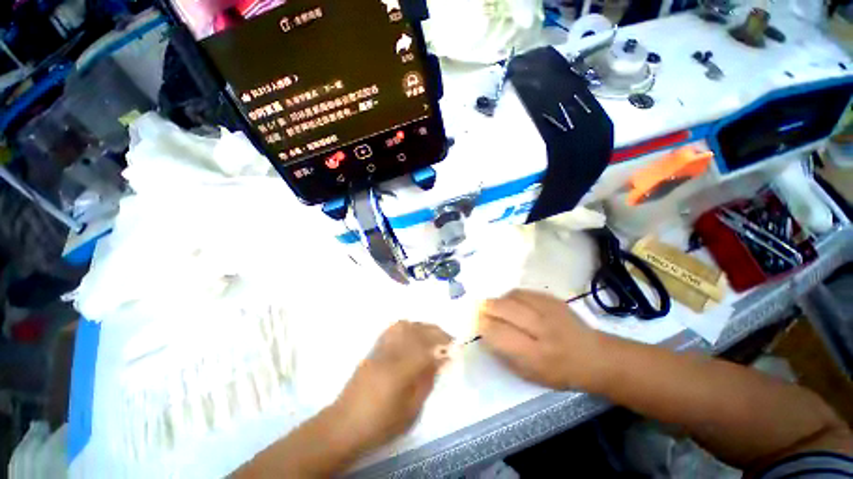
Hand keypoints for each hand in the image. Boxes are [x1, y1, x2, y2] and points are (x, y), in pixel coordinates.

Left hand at [330, 321, 451, 450]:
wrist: (346, 423)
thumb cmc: (381, 423)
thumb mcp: (411, 409)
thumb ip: (427, 381)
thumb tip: (441, 359)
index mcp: (401, 369)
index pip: (427, 347)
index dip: (443, 344)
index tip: (455, 346)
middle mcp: (391, 352)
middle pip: (417, 332)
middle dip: (436, 332)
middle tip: (448, 339)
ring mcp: (381, 347)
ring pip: (405, 326)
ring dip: (422, 327)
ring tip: (432, 335)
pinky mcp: (374, 348)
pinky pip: (393, 329)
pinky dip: (407, 326)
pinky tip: (413, 333)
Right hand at [477, 289, 605, 389]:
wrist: (593, 356)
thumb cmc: (558, 372)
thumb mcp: (528, 374)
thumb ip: (503, 353)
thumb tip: (483, 333)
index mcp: (535, 354)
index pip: (499, 332)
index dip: (483, 325)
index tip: (475, 322)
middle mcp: (542, 329)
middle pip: (504, 309)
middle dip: (487, 307)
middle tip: (480, 309)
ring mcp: (549, 311)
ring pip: (512, 296)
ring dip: (499, 300)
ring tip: (496, 307)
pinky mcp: (553, 299)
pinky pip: (523, 292)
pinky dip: (512, 296)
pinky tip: (512, 303)